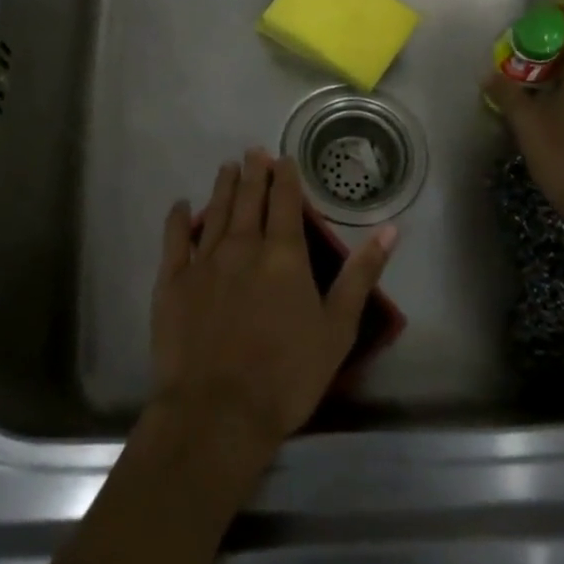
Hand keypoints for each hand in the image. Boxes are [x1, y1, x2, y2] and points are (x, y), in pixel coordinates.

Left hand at [149, 150, 396, 461]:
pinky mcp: (172, 280)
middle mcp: (243, 246)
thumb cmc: (287, 376)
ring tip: (227, 167)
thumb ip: (361, 275)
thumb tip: (390, 229)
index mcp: (283, 255)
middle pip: (249, 199)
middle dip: (253, 172)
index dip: (286, 177)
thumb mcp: (337, 328)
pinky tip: (180, 205)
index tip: (284, 158)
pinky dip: (177, 218)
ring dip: (223, 186)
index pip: (286, 202)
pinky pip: (174, 239)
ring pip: (215, 211)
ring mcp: (204, 261)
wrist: (217, 412)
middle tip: (253, 152)